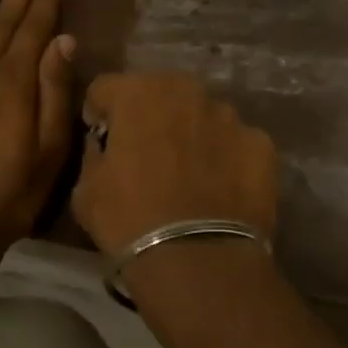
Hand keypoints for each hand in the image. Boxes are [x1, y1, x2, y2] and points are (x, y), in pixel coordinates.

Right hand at [73, 73, 277, 257]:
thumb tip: (106, 146)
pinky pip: (235, 144)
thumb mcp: (86, 190)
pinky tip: (220, 191)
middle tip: (148, 156)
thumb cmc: (129, 220)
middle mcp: (186, 90)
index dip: (100, 114)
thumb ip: (95, 153)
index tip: (103, 142)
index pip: (106, 88)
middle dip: (151, 117)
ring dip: (192, 135)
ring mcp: (229, 115)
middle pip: (160, 94)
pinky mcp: (261, 143)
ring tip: (190, 176)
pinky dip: (227, 159)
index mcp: (137, 93)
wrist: (197, 258)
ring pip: (202, 116)